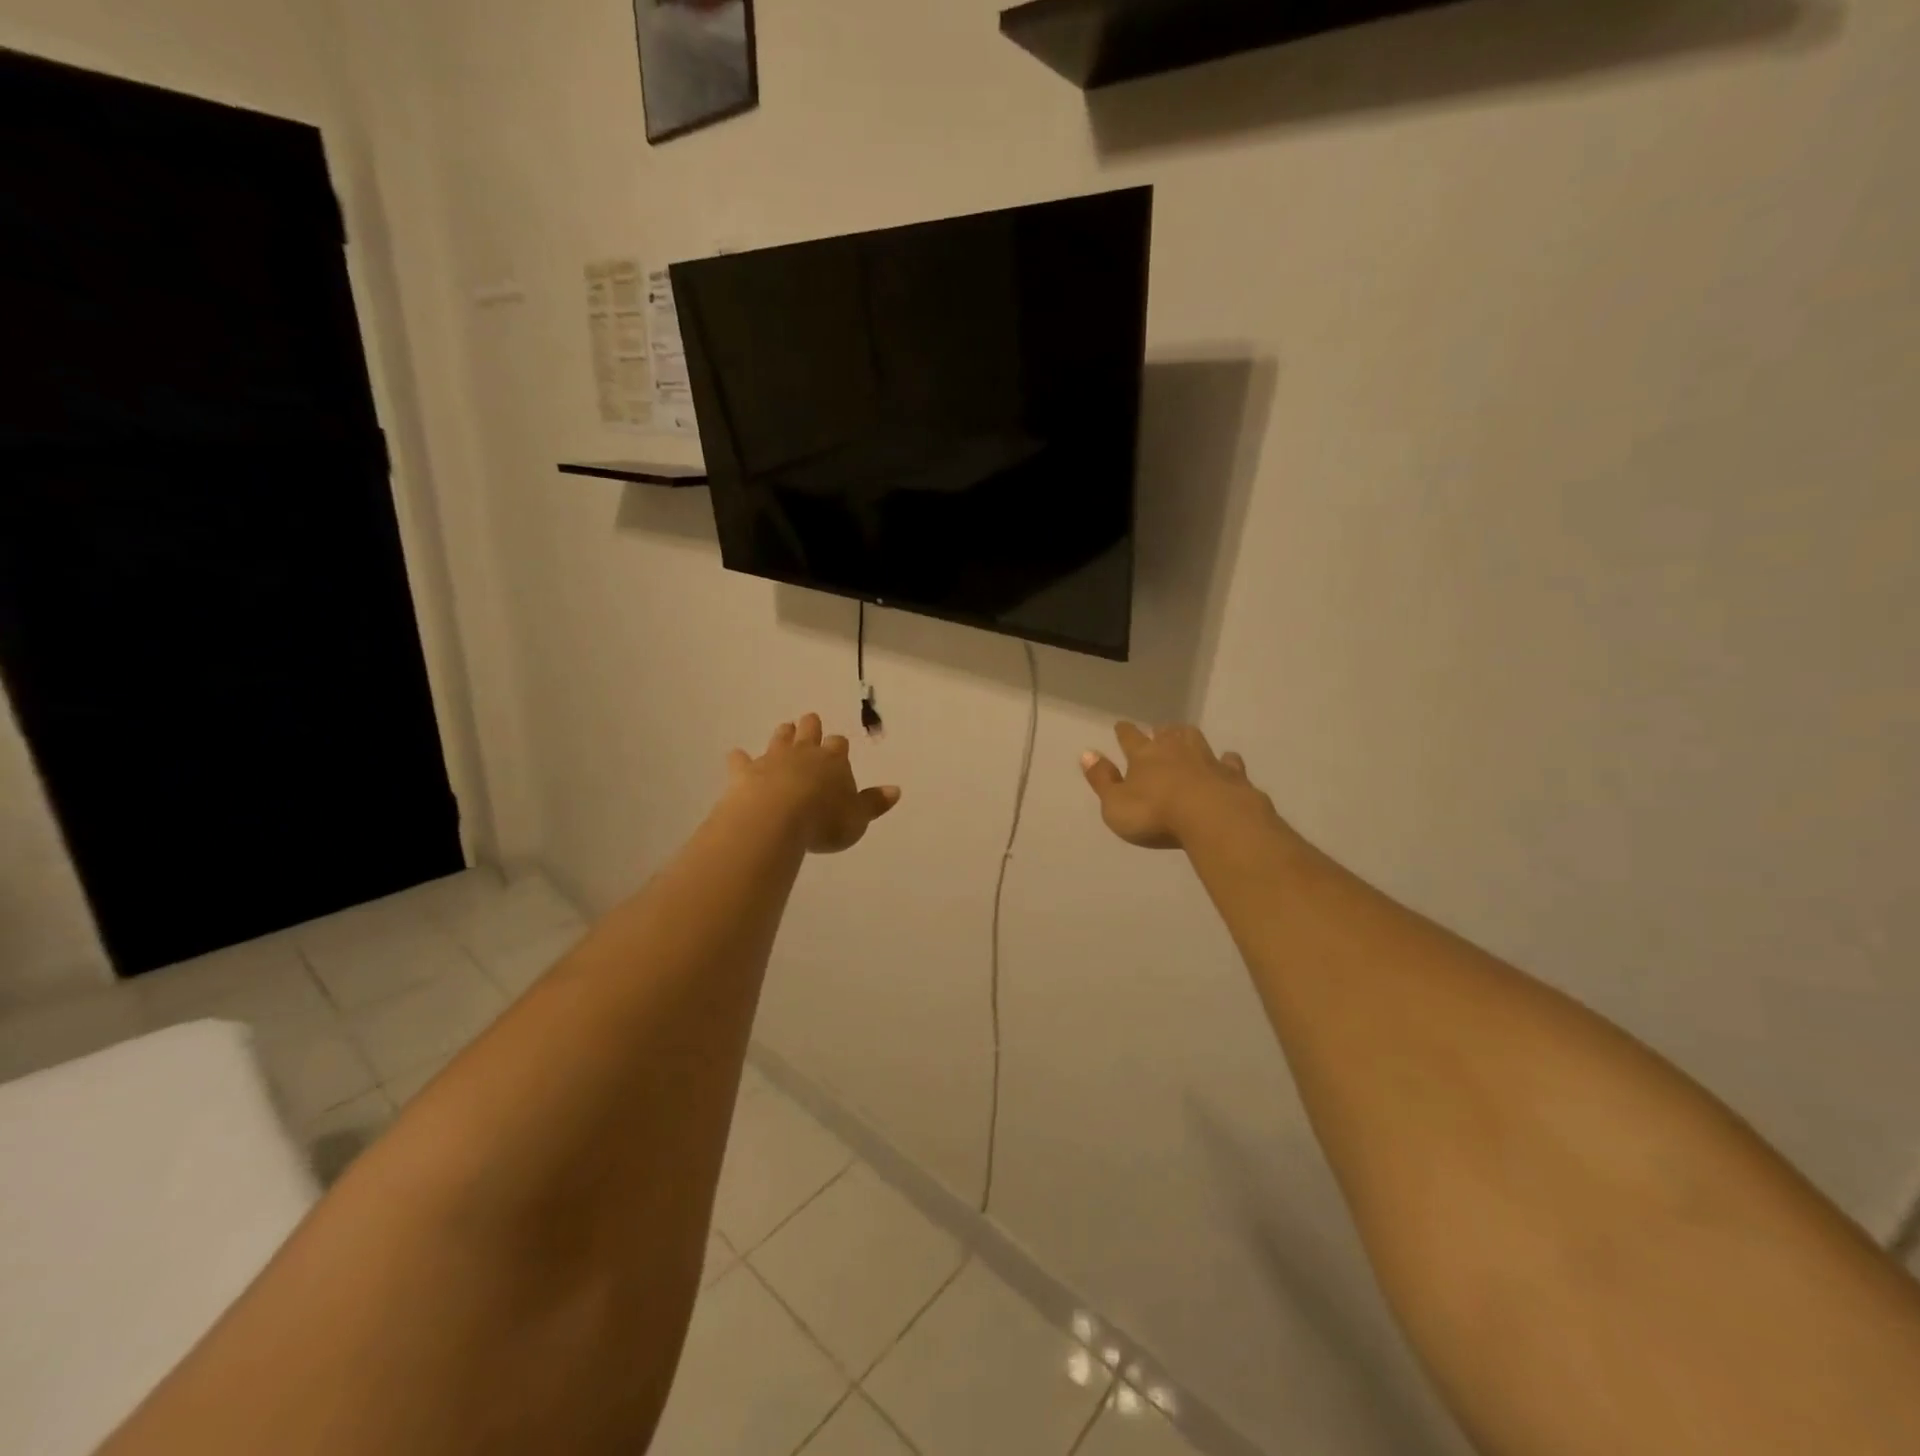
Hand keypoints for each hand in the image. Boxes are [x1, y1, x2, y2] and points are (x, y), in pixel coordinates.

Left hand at [728, 714, 900, 854]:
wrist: (775, 818)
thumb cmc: (823, 820)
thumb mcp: (857, 818)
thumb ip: (874, 803)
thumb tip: (895, 789)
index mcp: (834, 761)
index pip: (839, 745)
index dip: (839, 746)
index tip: (839, 746)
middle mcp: (804, 753)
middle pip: (809, 731)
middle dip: (811, 727)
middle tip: (810, 721)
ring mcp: (772, 759)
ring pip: (779, 739)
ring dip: (783, 734)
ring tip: (785, 729)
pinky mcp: (745, 772)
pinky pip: (741, 761)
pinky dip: (740, 759)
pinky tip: (736, 756)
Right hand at [1081, 722, 1272, 850]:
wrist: (1212, 818)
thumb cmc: (1155, 814)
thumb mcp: (1115, 804)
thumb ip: (1102, 780)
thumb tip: (1087, 754)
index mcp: (1143, 756)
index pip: (1130, 738)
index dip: (1124, 732)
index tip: (1121, 725)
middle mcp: (1175, 750)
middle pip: (1166, 733)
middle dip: (1160, 731)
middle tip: (1158, 731)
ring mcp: (1207, 760)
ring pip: (1196, 739)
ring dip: (1188, 737)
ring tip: (1186, 737)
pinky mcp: (1233, 775)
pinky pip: (1229, 762)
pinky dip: (1226, 761)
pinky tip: (1227, 761)